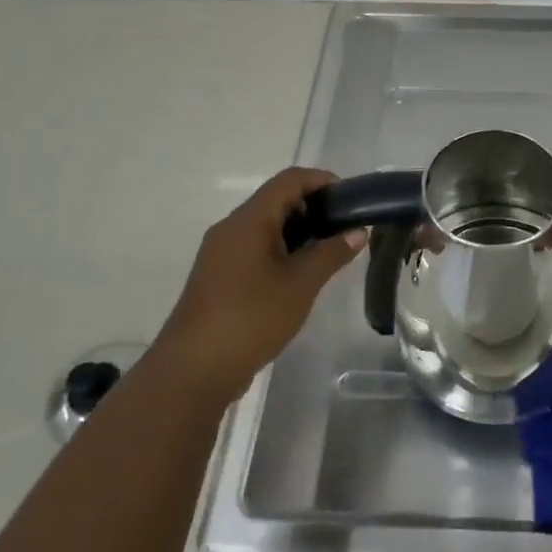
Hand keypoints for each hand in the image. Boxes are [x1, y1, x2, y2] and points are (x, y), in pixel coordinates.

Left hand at [160, 168, 364, 407]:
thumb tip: (357, 232)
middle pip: (276, 200)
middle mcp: (231, 228)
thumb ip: (331, 254)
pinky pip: (255, 248)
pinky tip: (301, 275)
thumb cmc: (251, 318)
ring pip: (266, 226)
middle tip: (346, 228)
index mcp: (248, 220)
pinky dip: (282, 250)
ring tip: (330, 252)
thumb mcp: (301, 285)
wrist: (193, 371)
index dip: (322, 180)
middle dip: (314, 207)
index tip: (351, 199)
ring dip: (299, 231)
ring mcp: (221, 253)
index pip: (289, 180)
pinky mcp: (219, 277)